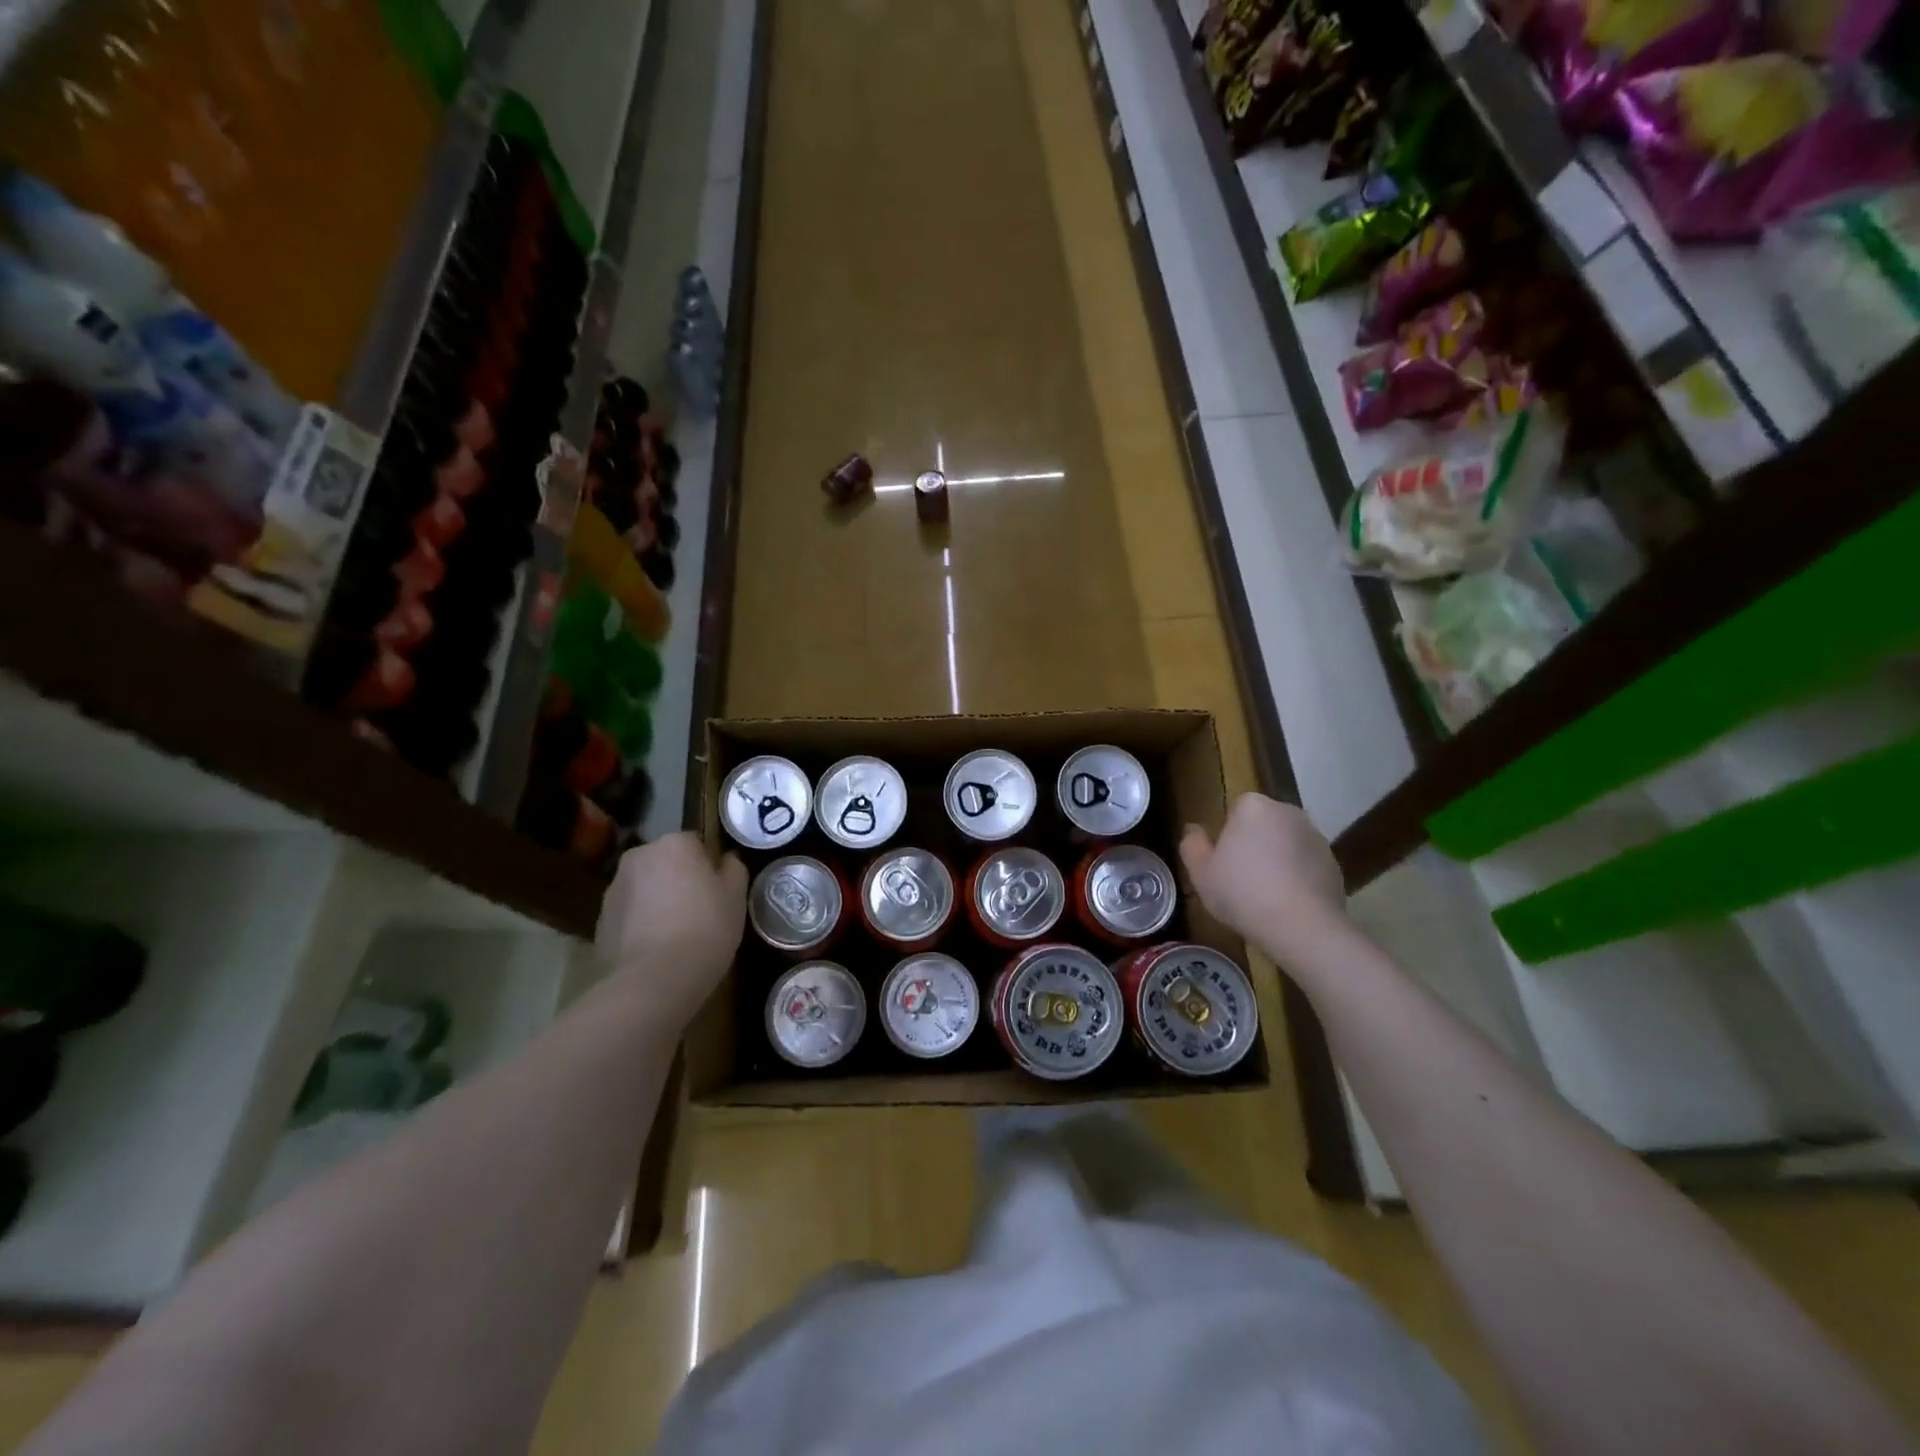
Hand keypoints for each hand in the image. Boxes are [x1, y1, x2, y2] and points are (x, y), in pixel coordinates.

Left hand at [595, 833, 746, 1030]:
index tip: (717, 890)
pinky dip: (640, 924)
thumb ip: (734, 869)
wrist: (654, 979)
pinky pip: (629, 914)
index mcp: (674, 843)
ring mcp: (614, 888)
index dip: (708, 865)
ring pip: (645, 887)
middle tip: (699, 910)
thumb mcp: (736, 896)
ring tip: (676, 934)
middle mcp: (639, 856)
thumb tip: (726, 860)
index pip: (695, 842)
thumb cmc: (705, 928)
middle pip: (665, 862)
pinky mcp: (600, 921)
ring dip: (657, 901)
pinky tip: (656, 949)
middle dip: (678, 879)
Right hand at [1180, 794, 1347, 956]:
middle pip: (1263, 824)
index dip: (1227, 836)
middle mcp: (1288, 812)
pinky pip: (1306, 865)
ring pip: (1286, 844)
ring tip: (1265, 896)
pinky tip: (1288, 904)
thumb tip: (1194, 830)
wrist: (1302, 927)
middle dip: (1254, 844)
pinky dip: (1298, 877)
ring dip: (1277, 860)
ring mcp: (1316, 837)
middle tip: (1240, 879)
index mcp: (1253, 807)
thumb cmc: (1243, 893)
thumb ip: (1192, 845)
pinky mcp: (1334, 863)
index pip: (1235, 810)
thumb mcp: (1201, 873)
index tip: (1223, 863)